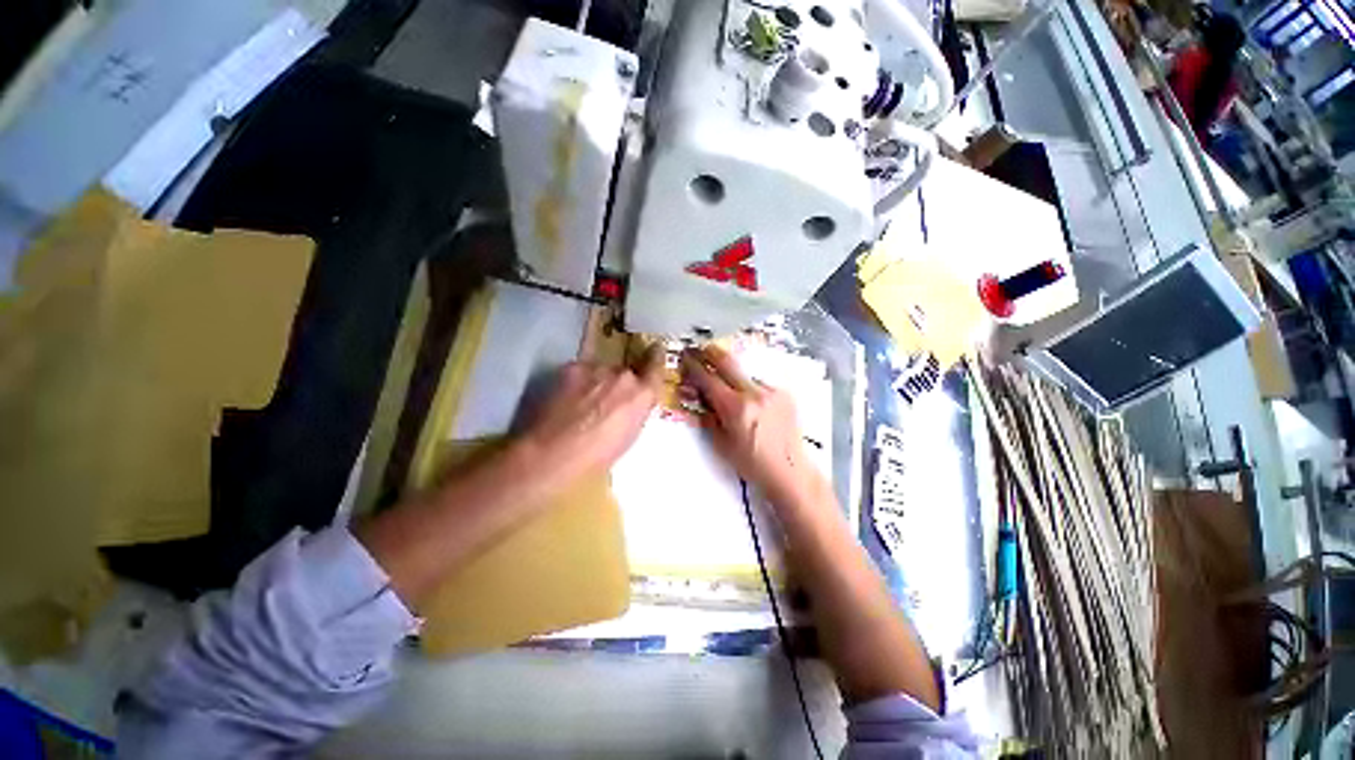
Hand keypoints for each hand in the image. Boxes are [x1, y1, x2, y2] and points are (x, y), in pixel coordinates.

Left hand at [517, 348, 662, 482]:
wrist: (553, 453)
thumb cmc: (596, 456)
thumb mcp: (629, 437)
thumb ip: (636, 411)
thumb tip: (633, 402)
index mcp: (642, 395)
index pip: (655, 366)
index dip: (655, 357)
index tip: (655, 350)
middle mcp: (623, 376)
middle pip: (625, 372)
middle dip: (619, 383)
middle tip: (606, 401)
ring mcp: (597, 369)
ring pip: (602, 371)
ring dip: (598, 382)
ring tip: (583, 403)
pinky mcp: (572, 368)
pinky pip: (581, 371)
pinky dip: (578, 382)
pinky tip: (567, 400)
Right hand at [682, 346, 826, 508]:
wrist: (789, 470)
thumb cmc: (751, 463)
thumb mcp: (721, 444)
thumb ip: (708, 417)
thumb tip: (698, 397)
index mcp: (735, 408)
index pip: (708, 379)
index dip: (693, 366)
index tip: (685, 358)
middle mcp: (754, 393)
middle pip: (727, 361)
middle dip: (710, 353)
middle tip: (699, 350)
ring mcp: (771, 391)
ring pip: (744, 373)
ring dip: (732, 374)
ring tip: (727, 386)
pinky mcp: (784, 393)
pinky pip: (759, 383)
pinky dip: (749, 387)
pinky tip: (749, 401)